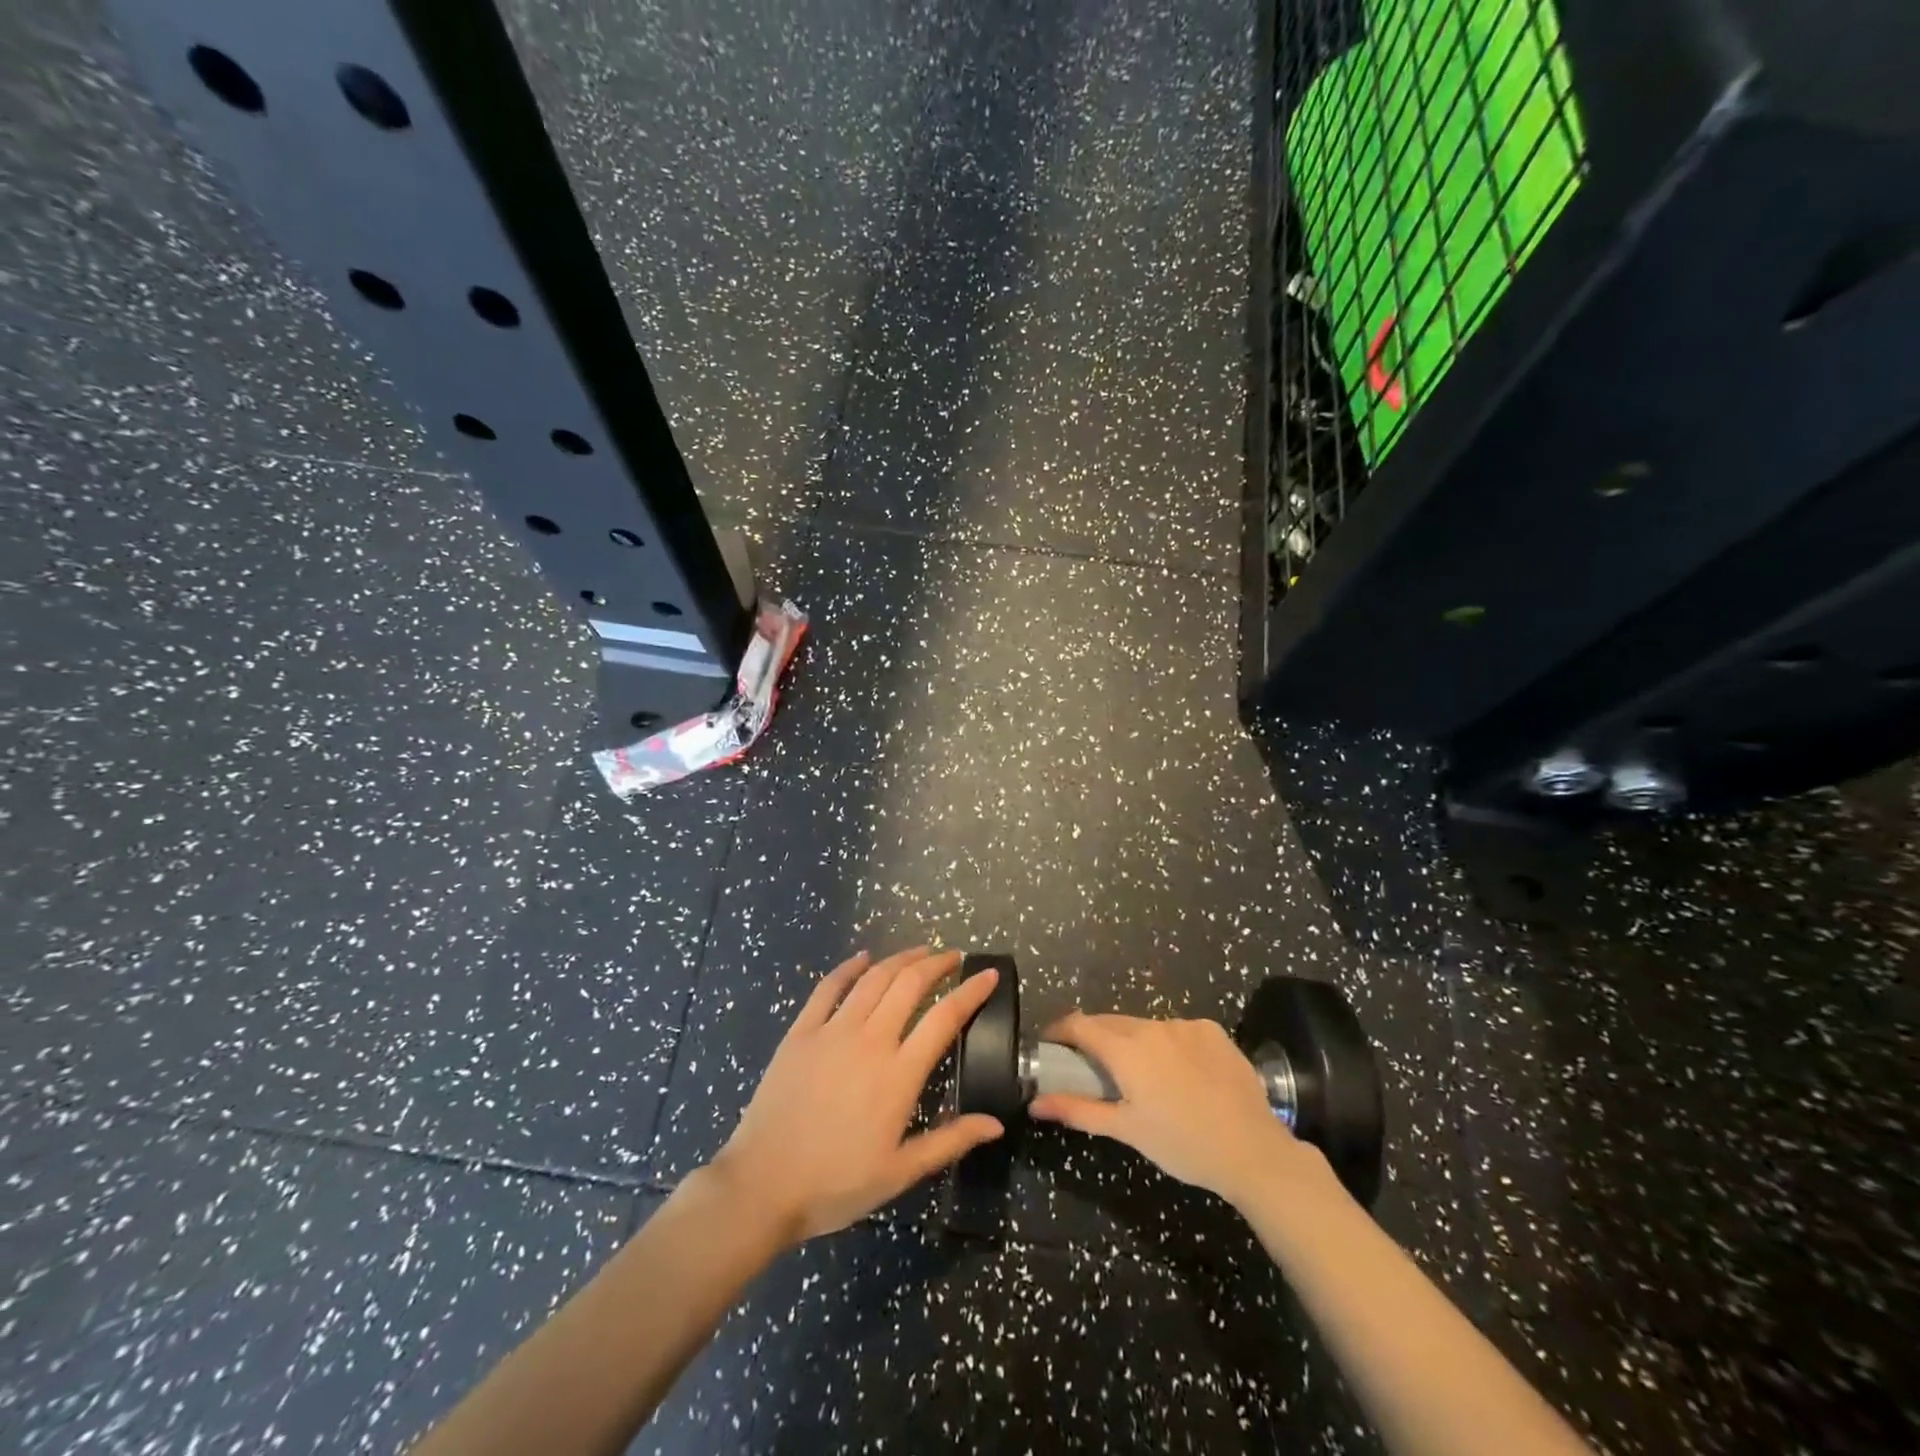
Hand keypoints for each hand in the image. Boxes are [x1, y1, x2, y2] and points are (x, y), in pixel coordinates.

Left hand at [710, 946, 1003, 1246]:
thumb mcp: (900, 1172)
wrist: (762, 1185)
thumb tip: (996, 1124)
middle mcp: (871, 1040)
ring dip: (900, 959)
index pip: (945, 1018)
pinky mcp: (801, 1032)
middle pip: (910, 985)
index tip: (988, 974)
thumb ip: (949, 1141)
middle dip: (937, 964)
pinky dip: (848, 967)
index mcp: (899, 1074)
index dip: (971, 992)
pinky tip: (862, 958)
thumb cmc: (836, 1184)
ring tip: (919, 951)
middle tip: (953, 957)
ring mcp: (833, 1031)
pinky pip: (828, 988)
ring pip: (874, 979)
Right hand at [1028, 1013, 1329, 1210]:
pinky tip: (1180, 1073)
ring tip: (1141, 1074)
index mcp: (1126, 1049)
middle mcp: (1152, 1026)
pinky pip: (1177, 1030)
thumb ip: (1077, 1109)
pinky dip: (1167, 1044)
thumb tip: (1035, 1104)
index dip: (1060, 1030)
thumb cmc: (1183, 1144)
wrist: (1254, 1151)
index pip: (1079, 1024)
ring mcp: (1185, 1025)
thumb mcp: (1127, 1131)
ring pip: (1145, 1026)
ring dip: (1133, 1041)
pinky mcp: (1212, 1030)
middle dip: (1095, 1038)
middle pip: (1111, 1022)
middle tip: (1091, 1066)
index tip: (1051, 1044)